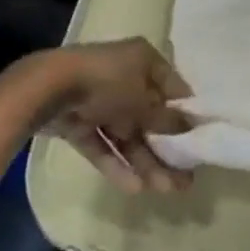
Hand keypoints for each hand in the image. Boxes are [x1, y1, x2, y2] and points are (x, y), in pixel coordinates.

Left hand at [36, 39, 192, 192]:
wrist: (50, 89)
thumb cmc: (109, 83)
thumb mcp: (145, 101)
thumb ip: (168, 119)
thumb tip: (191, 129)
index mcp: (144, 61)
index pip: (172, 87)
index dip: (185, 113)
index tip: (199, 139)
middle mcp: (124, 77)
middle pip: (149, 115)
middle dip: (165, 147)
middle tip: (183, 177)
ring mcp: (100, 100)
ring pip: (127, 133)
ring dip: (144, 160)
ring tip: (163, 189)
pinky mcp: (79, 121)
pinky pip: (102, 143)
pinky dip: (116, 162)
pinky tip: (133, 187)